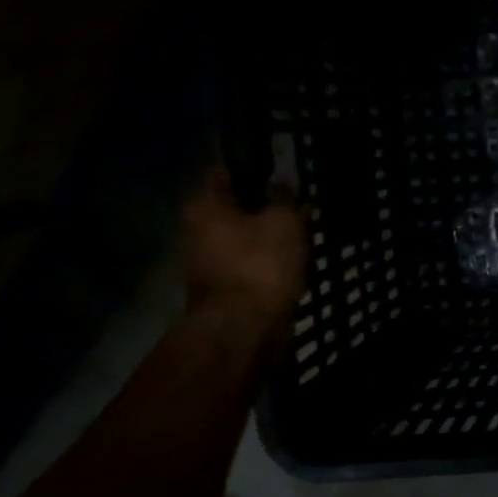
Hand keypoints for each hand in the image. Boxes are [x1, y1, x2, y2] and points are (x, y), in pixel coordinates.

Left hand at [182, 166, 306, 343]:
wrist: (244, 329)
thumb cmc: (261, 264)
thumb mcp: (284, 221)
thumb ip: (284, 198)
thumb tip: (280, 183)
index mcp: (205, 206)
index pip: (225, 172)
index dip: (253, 167)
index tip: (280, 169)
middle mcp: (196, 230)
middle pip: (234, 207)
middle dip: (264, 206)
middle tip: (297, 205)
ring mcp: (207, 263)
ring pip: (243, 238)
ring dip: (267, 236)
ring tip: (301, 235)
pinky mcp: (224, 289)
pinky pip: (250, 264)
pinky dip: (268, 262)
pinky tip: (292, 262)